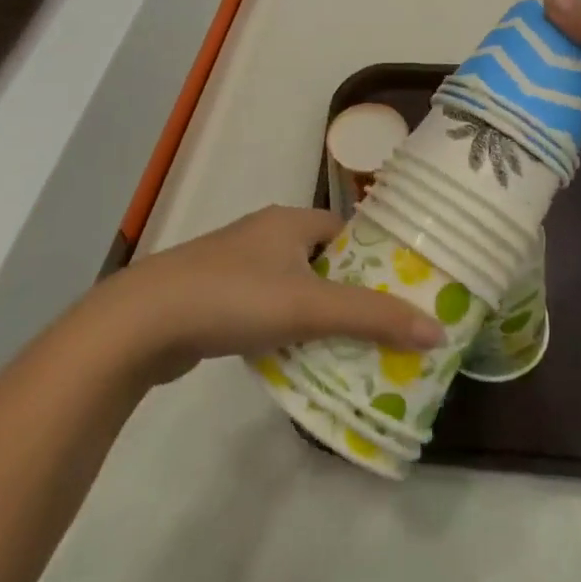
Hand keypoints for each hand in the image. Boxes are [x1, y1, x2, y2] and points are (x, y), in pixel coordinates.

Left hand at [96, 206, 445, 382]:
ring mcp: (236, 266)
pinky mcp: (216, 299)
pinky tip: (296, 360)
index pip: (349, 232)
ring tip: (350, 352)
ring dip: (318, 318)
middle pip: (324, 263)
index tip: (404, 294)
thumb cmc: (234, 298)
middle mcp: (265, 235)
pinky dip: (286, 331)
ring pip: (295, 289)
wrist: (142, 323)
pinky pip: (267, 311)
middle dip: (352, 296)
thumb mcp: (310, 307)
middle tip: (385, 331)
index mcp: (290, 221)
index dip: (378, 261)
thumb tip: (438, 328)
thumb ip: (373, 317)